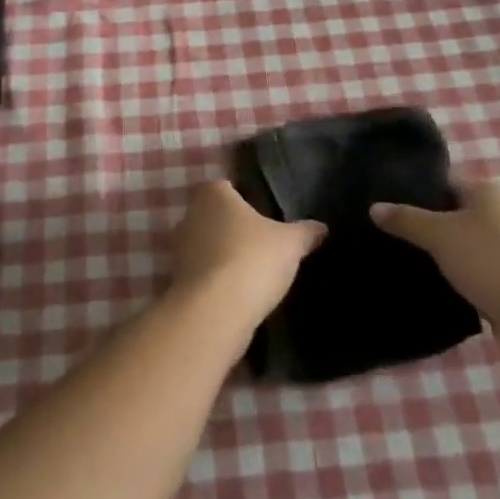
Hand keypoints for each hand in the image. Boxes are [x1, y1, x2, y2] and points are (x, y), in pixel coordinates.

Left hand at [167, 180, 325, 332]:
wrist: (216, 311)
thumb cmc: (252, 259)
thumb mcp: (290, 244)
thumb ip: (305, 232)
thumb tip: (321, 227)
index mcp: (213, 194)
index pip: (226, 186)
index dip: (242, 198)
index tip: (261, 215)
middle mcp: (190, 215)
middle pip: (213, 216)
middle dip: (231, 227)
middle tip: (259, 243)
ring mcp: (178, 249)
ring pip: (204, 245)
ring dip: (221, 256)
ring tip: (250, 271)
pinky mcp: (177, 280)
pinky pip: (200, 273)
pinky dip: (214, 280)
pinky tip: (236, 293)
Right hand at [371, 179, 499, 366]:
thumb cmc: (490, 259)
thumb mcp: (439, 233)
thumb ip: (406, 220)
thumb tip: (374, 207)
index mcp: (486, 192)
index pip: (442, 183)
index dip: (414, 191)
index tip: (383, 202)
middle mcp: (498, 216)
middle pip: (451, 216)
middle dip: (422, 226)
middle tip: (383, 234)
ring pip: (459, 249)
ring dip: (437, 258)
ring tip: (396, 261)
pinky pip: (469, 277)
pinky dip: (451, 282)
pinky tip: (423, 287)